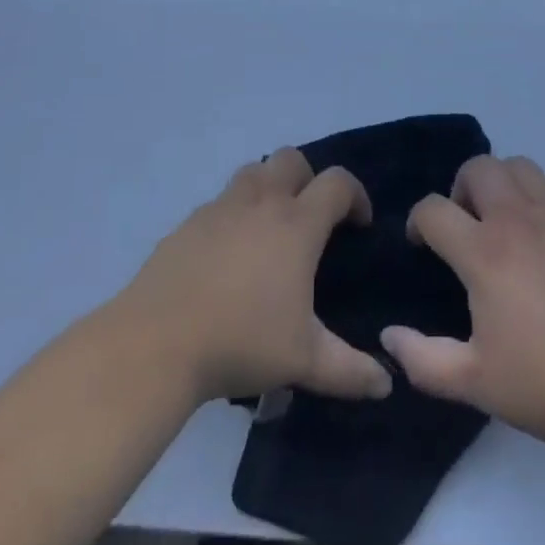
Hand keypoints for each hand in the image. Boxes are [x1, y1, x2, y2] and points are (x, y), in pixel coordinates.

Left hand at [114, 148, 392, 407]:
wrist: (158, 341)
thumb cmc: (241, 342)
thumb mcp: (303, 361)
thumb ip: (350, 370)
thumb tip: (386, 384)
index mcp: (296, 224)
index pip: (337, 184)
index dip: (355, 195)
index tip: (359, 224)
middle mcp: (261, 202)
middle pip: (292, 159)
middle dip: (309, 179)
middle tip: (311, 218)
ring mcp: (221, 207)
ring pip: (254, 171)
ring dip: (270, 186)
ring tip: (270, 228)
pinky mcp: (189, 222)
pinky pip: (221, 202)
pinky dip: (234, 214)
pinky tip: (229, 255)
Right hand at [379, 155, 544, 464]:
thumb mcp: (476, 384)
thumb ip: (424, 360)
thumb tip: (388, 335)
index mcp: (485, 253)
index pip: (434, 208)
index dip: (418, 222)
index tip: (422, 245)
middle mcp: (518, 218)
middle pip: (476, 167)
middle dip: (458, 189)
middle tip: (464, 227)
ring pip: (516, 165)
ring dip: (498, 184)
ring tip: (502, 222)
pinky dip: (534, 194)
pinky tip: (541, 232)